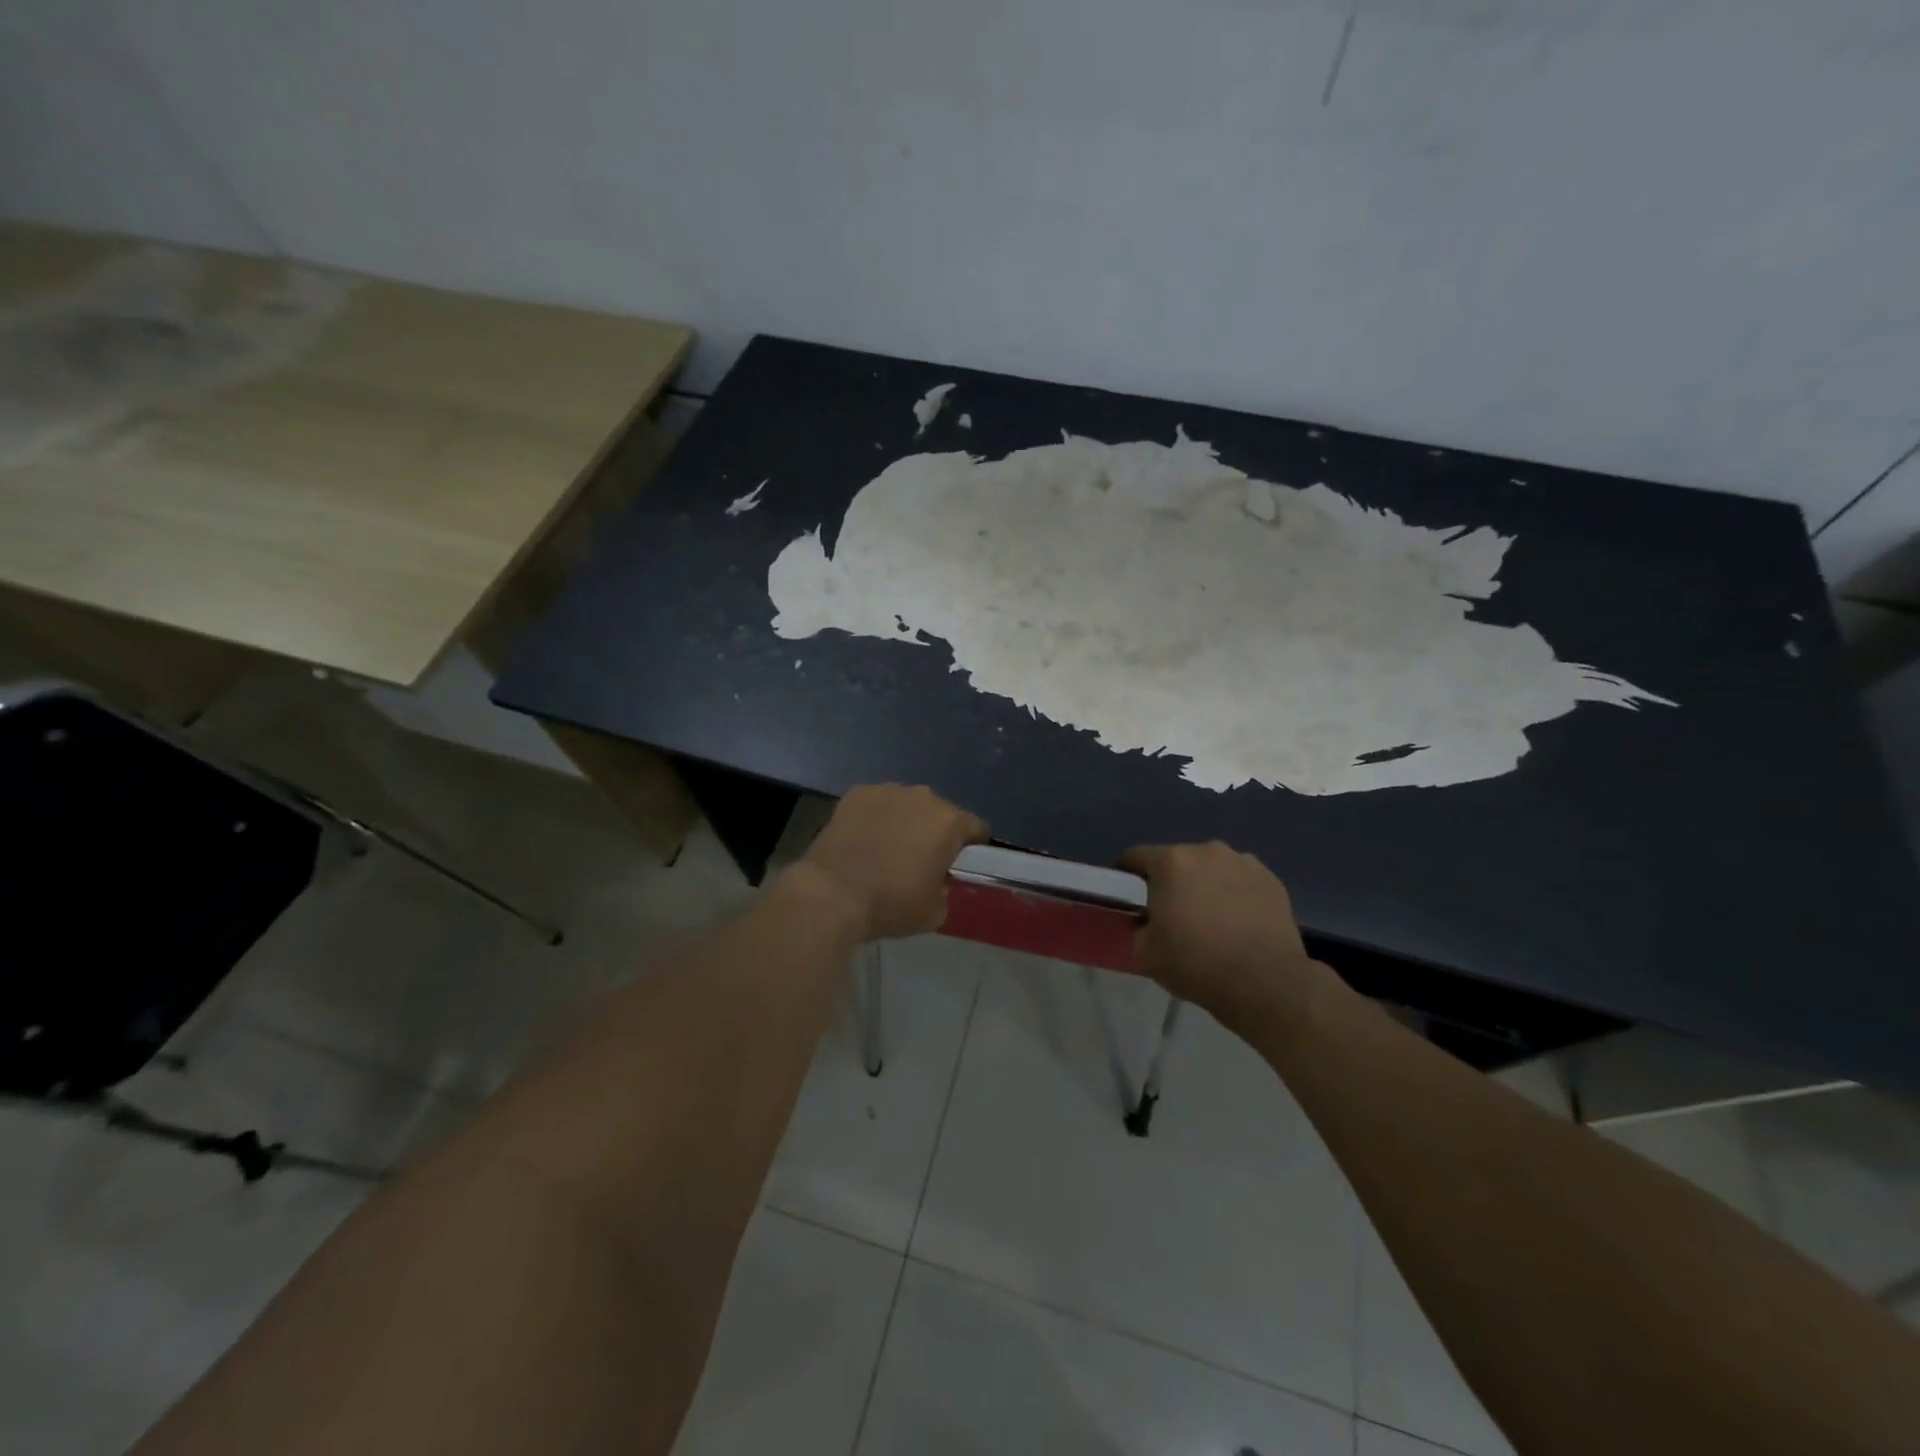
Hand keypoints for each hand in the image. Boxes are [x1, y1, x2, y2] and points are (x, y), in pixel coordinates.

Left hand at [794, 784, 988, 940]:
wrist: (832, 893)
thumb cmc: (891, 903)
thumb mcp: (934, 912)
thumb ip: (945, 890)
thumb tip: (937, 881)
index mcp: (949, 822)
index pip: (976, 828)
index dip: (972, 847)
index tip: (958, 865)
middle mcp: (923, 796)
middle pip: (939, 813)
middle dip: (934, 832)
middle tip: (919, 860)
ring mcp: (887, 790)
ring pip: (906, 805)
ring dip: (904, 822)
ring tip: (886, 849)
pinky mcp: (856, 793)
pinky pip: (876, 805)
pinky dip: (874, 818)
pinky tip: (862, 840)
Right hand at [1119, 841, 1327, 1026]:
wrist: (1266, 984)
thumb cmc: (1197, 963)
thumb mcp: (1145, 952)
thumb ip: (1138, 926)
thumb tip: (1146, 920)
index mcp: (1171, 862)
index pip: (1135, 857)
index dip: (1126, 876)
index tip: (1128, 898)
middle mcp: (1207, 851)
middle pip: (1177, 860)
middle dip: (1171, 881)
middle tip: (1171, 913)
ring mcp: (1244, 862)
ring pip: (1212, 869)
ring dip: (1205, 885)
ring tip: (1210, 919)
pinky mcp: (1272, 880)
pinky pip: (1241, 881)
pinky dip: (1235, 895)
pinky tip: (1238, 923)